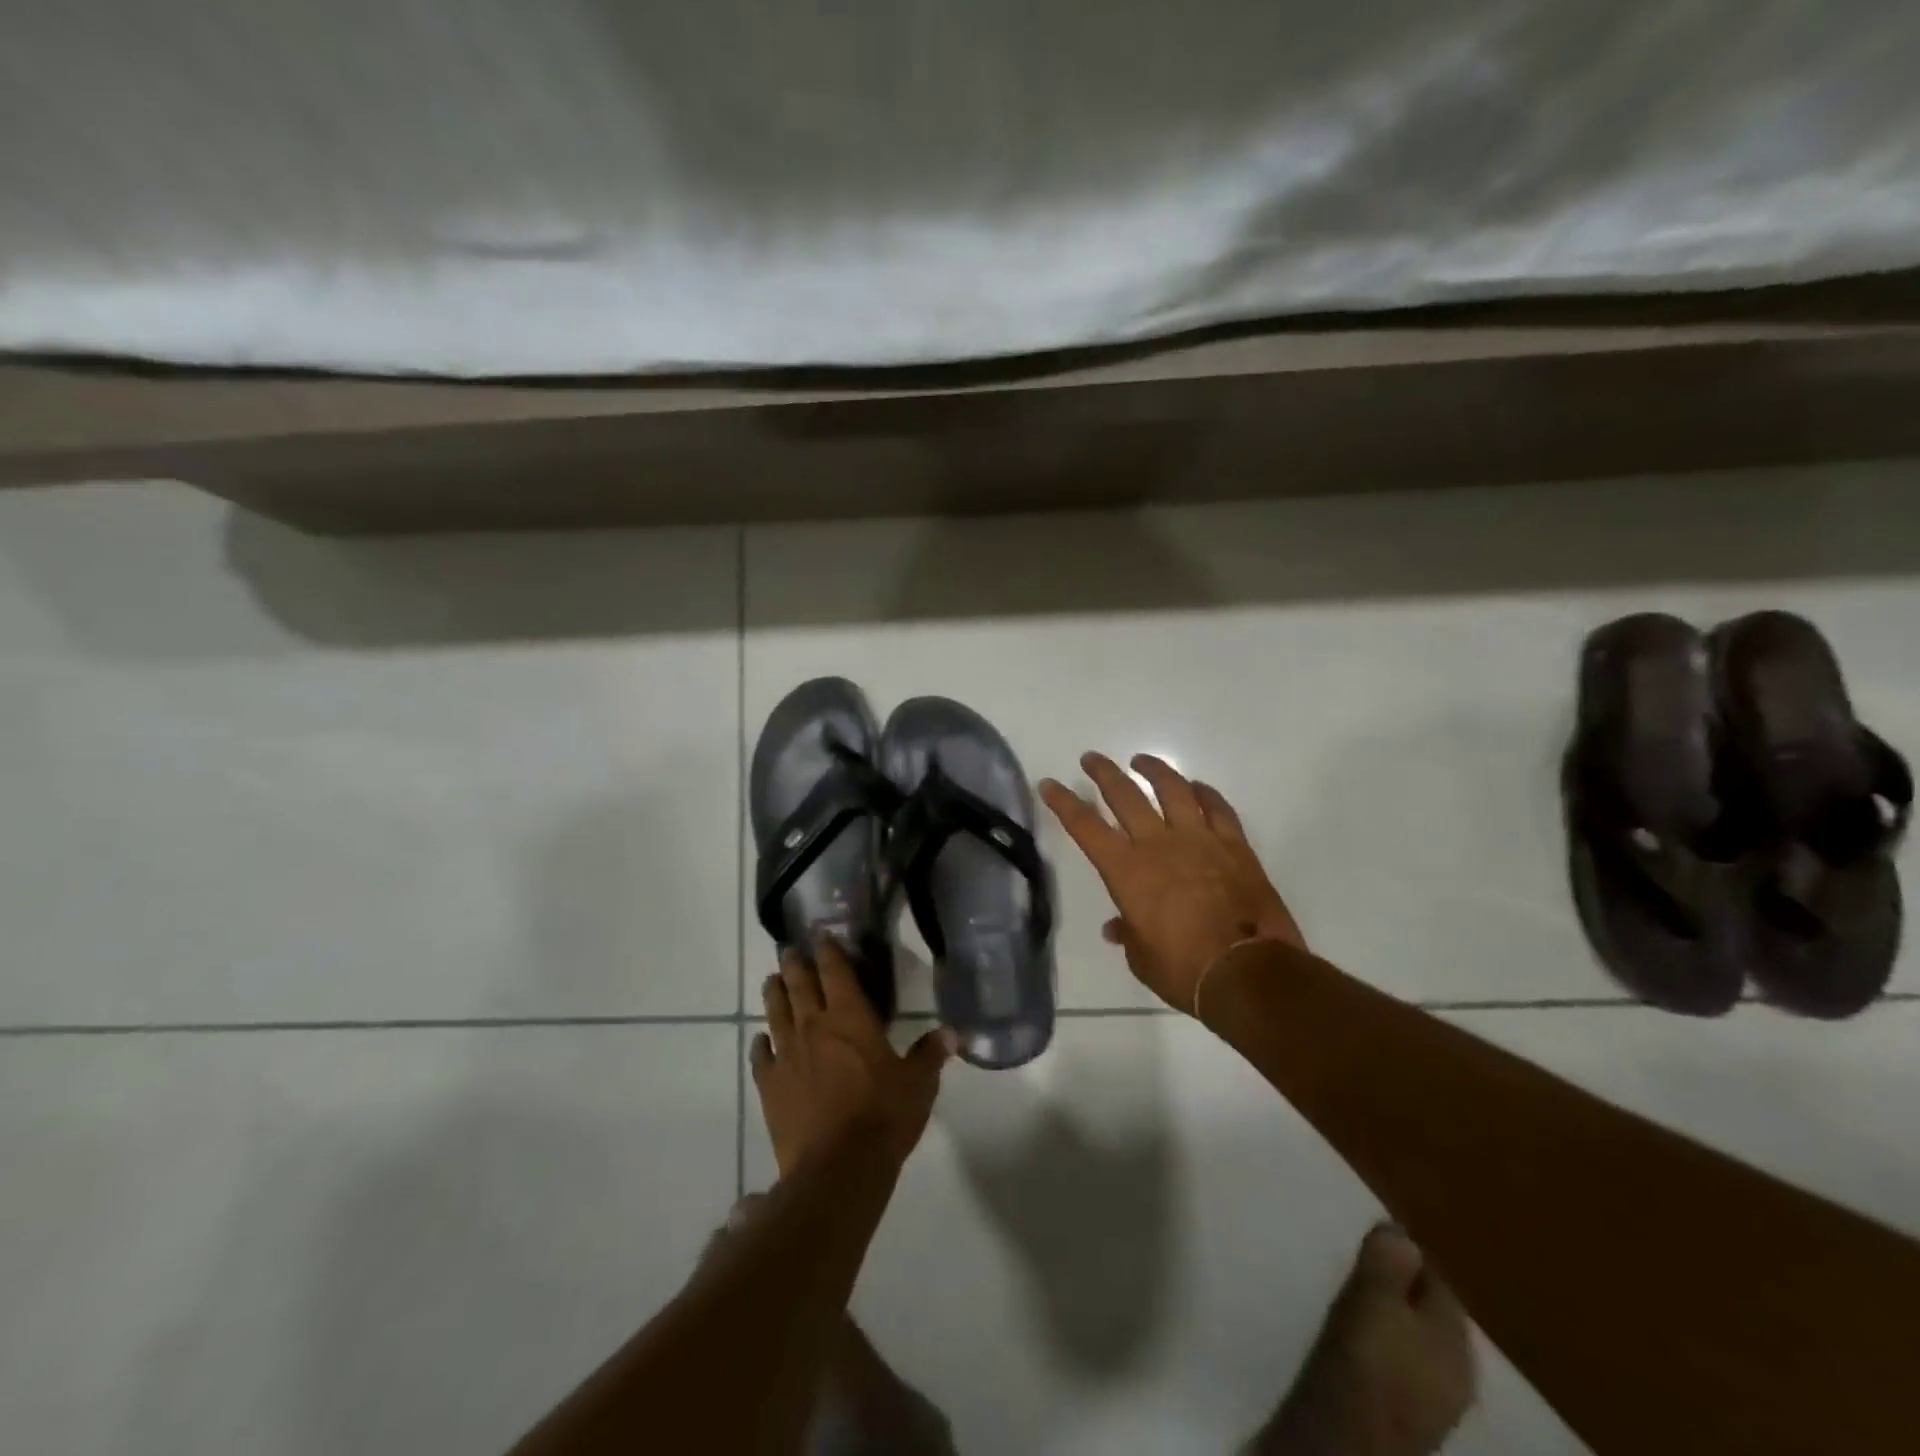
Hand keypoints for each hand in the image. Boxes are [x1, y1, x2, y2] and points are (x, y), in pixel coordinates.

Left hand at [751, 941, 954, 1177]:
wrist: (838, 1168)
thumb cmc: (884, 1116)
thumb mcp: (918, 1084)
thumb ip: (931, 1054)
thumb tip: (952, 1032)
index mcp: (850, 1017)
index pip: (836, 972)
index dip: (829, 951)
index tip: (822, 936)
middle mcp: (814, 1027)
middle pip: (800, 985)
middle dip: (795, 965)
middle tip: (789, 951)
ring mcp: (788, 1055)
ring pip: (776, 1013)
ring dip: (774, 994)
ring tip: (772, 981)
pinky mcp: (771, 1086)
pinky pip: (761, 1058)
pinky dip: (761, 1045)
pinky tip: (761, 1041)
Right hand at [1040, 752, 1303, 1012]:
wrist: (1247, 971)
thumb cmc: (1183, 970)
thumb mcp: (1142, 958)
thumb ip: (1128, 934)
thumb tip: (1118, 928)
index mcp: (1127, 871)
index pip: (1086, 827)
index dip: (1064, 803)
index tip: (1049, 784)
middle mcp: (1158, 844)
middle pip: (1125, 796)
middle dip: (1104, 774)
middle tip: (1091, 759)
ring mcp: (1199, 840)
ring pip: (1173, 790)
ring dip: (1154, 770)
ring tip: (1141, 761)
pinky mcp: (1234, 846)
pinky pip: (1218, 808)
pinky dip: (1205, 793)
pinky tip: (1197, 788)